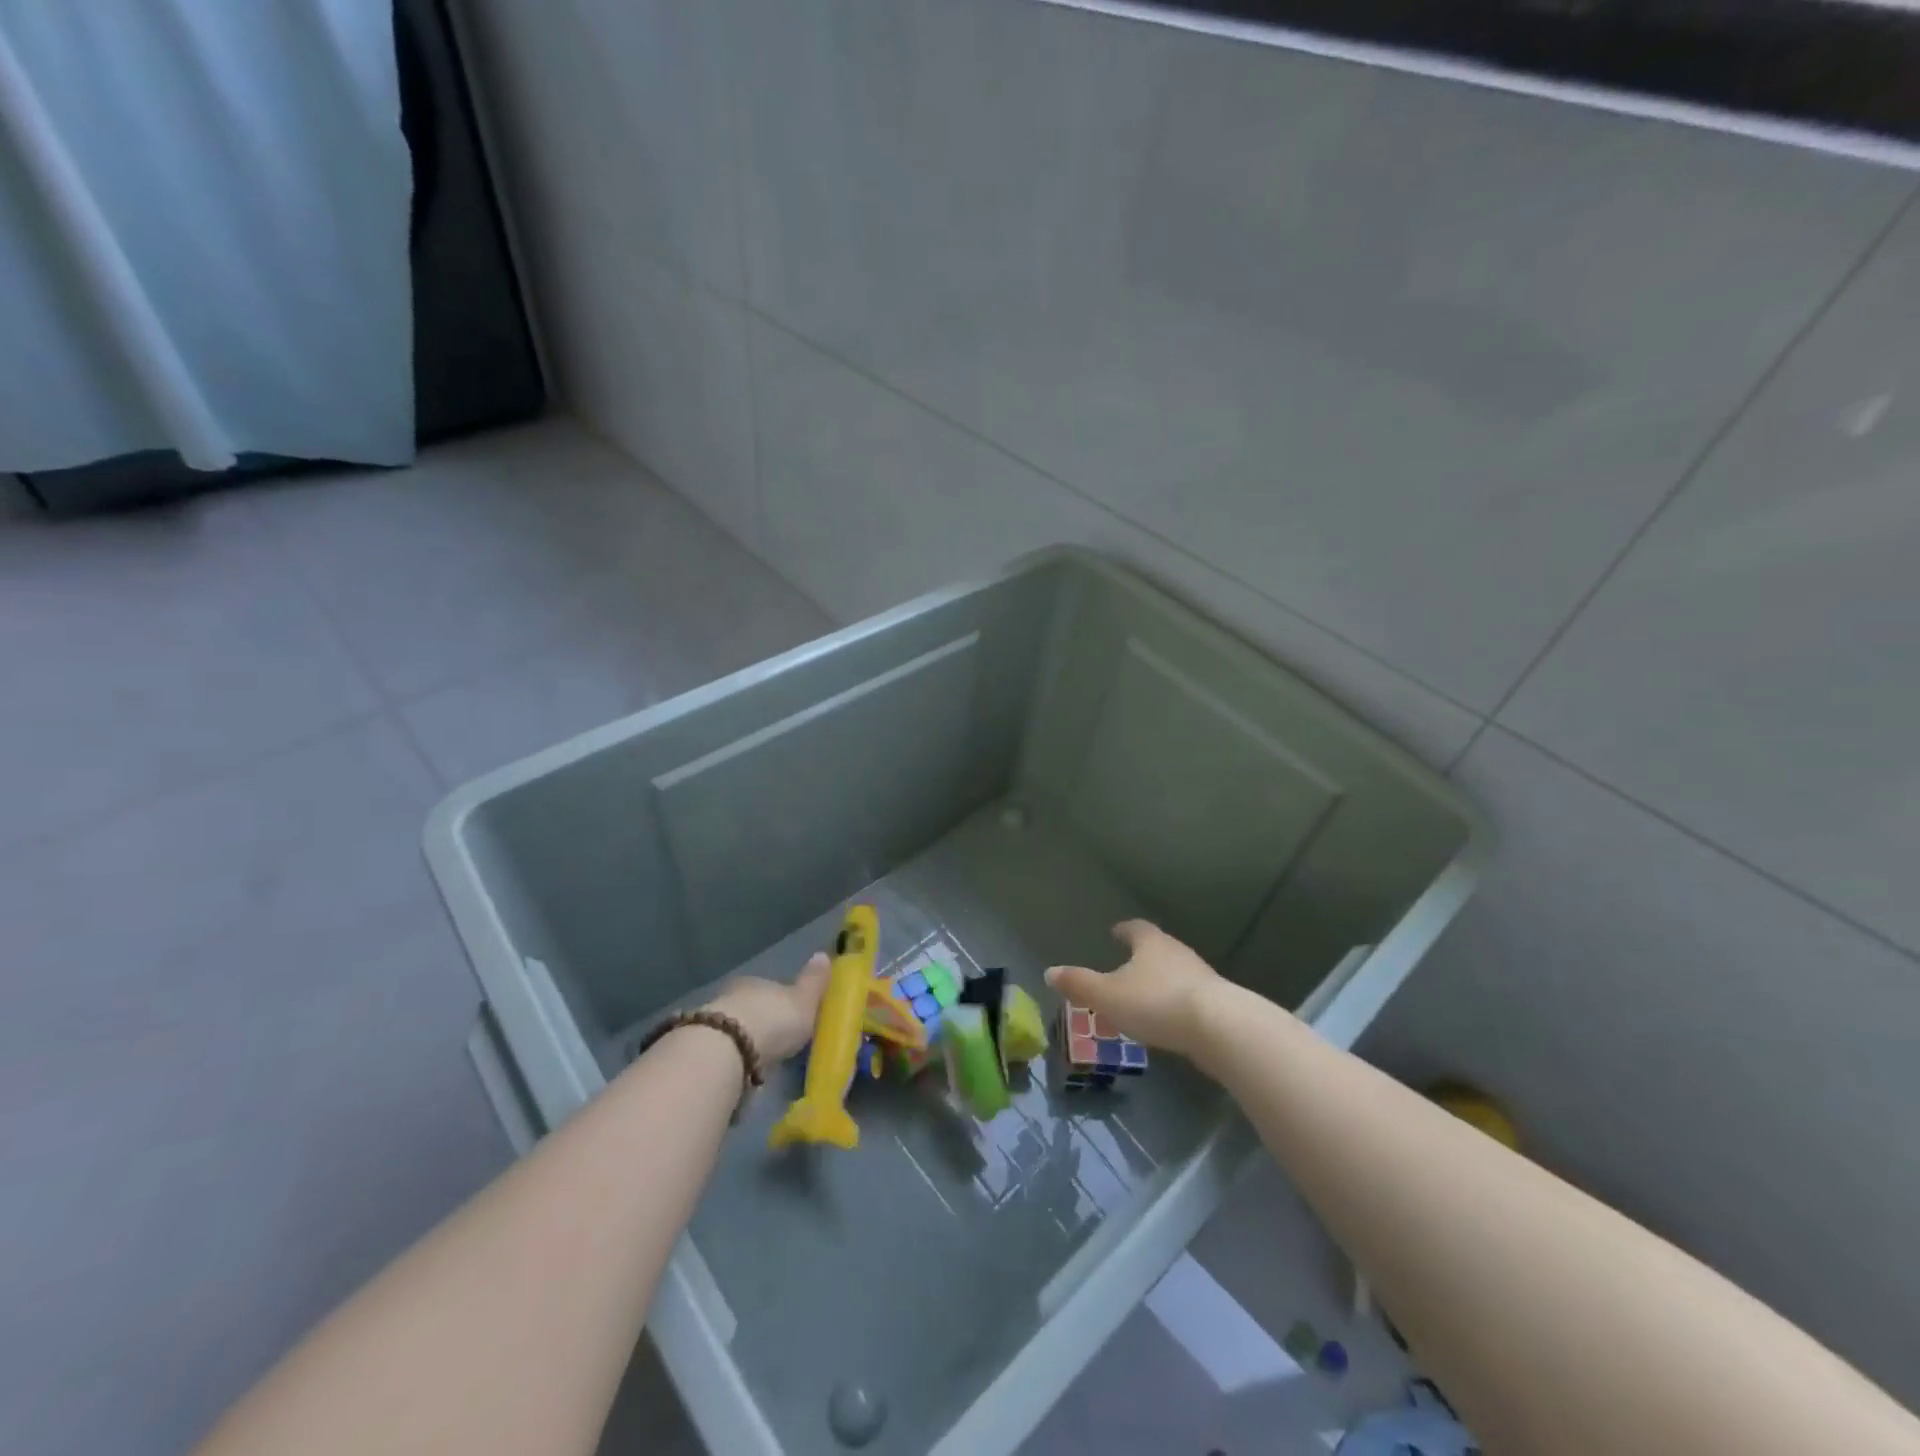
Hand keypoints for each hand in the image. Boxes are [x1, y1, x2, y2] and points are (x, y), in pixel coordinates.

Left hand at [703, 952, 830, 1063]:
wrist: (726, 1051)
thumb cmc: (772, 1020)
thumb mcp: (803, 1001)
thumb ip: (813, 982)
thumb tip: (824, 955)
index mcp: (757, 982)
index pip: (770, 988)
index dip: (780, 1001)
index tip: (790, 1016)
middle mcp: (732, 996)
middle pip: (750, 1008)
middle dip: (761, 1023)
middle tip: (776, 1042)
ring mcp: (713, 1023)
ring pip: (733, 1030)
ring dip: (744, 1043)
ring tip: (760, 1063)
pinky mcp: (701, 1051)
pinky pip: (722, 1053)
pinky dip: (732, 1060)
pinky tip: (741, 1074)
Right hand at [1045, 920, 1221, 1056]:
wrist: (1220, 1028)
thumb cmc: (1157, 1003)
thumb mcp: (1108, 996)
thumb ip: (1079, 984)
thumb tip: (1050, 971)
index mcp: (1150, 943)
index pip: (1135, 928)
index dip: (1123, 929)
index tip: (1115, 932)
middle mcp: (1177, 952)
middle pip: (1157, 948)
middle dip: (1141, 957)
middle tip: (1124, 967)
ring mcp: (1201, 977)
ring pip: (1174, 973)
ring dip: (1159, 982)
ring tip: (1143, 997)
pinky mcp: (1217, 1003)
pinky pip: (1188, 997)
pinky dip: (1175, 1003)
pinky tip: (1167, 1020)